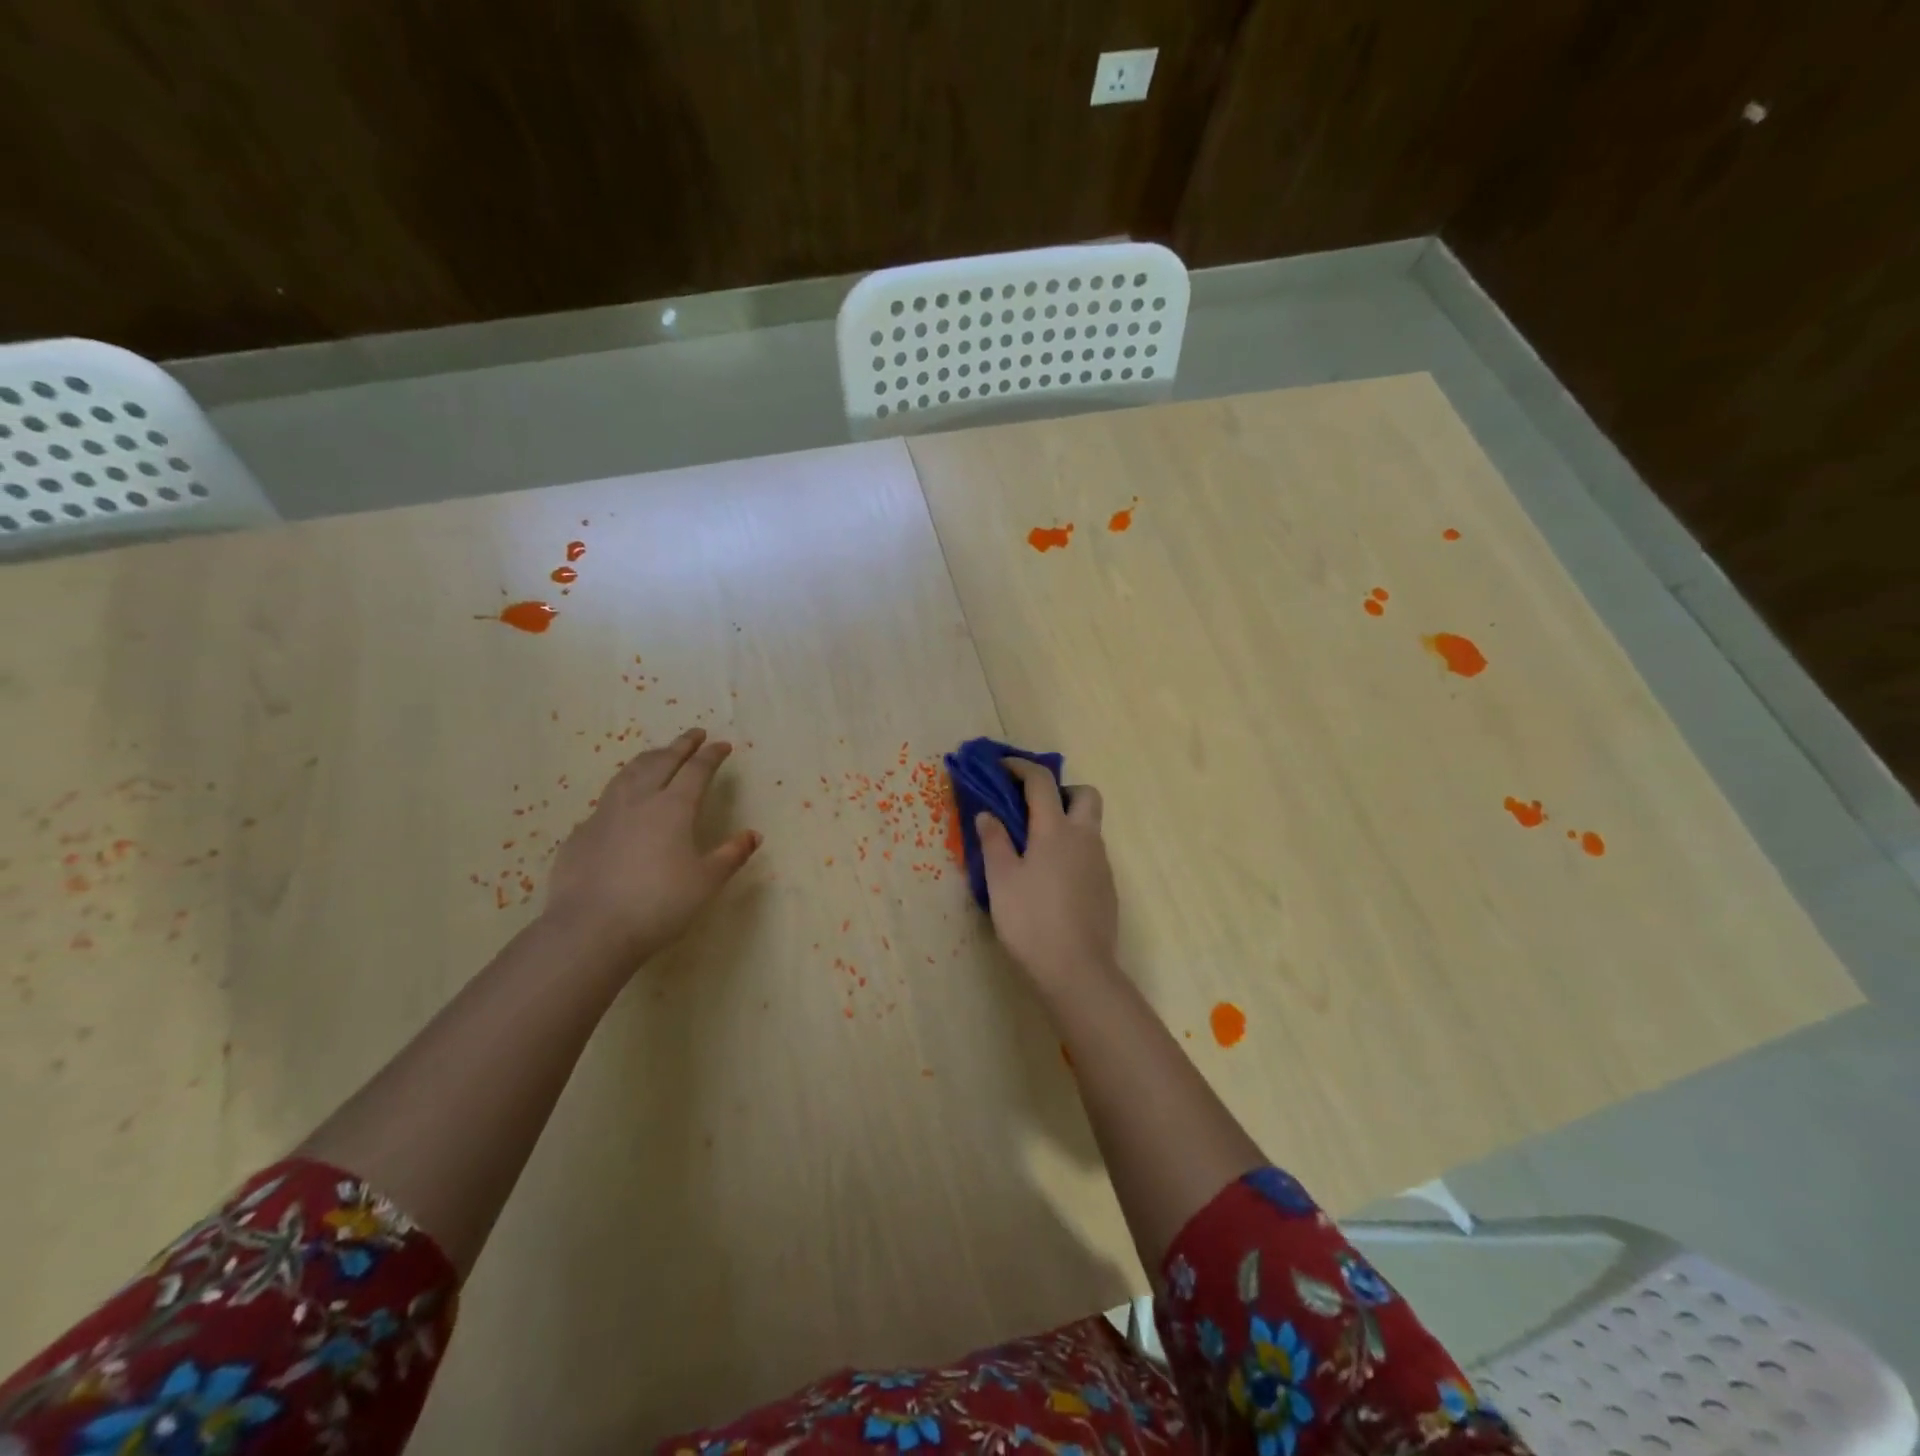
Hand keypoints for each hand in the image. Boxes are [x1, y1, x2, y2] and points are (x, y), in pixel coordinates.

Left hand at [545, 727, 760, 967]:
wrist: (590, 930)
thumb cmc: (659, 904)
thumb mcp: (706, 882)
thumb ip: (731, 855)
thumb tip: (753, 835)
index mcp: (673, 808)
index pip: (696, 770)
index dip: (711, 755)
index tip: (722, 745)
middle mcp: (638, 801)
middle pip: (661, 761)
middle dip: (680, 745)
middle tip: (694, 734)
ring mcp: (604, 815)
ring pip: (628, 774)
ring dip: (648, 758)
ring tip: (658, 754)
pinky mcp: (581, 834)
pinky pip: (606, 801)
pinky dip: (622, 791)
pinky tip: (623, 803)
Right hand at [976, 760, 1116, 988]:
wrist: (1077, 970)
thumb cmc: (1031, 921)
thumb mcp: (1001, 880)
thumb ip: (994, 842)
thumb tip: (988, 814)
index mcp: (1055, 830)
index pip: (1041, 782)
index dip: (1020, 767)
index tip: (1002, 766)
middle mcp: (1085, 838)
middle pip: (1084, 795)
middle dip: (1061, 790)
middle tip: (1033, 808)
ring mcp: (1101, 863)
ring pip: (1090, 826)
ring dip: (1067, 822)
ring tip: (1035, 848)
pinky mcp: (1107, 887)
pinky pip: (1091, 853)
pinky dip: (1073, 850)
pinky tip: (1052, 878)